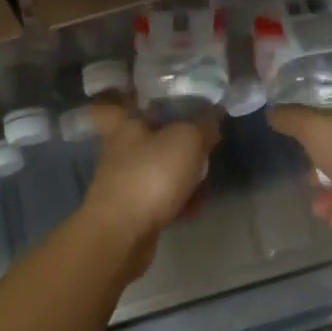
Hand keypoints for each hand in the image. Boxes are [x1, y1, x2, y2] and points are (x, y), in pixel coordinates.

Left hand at [79, 99, 221, 271]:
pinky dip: (177, 200)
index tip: (156, 98)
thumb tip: (212, 119)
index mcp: (125, 123)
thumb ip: (203, 125)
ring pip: (157, 168)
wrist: (122, 234)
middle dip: (175, 141)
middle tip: (202, 144)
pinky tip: (194, 208)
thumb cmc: (151, 175)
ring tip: (203, 181)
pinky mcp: (130, 209)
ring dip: (181, 174)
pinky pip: (159, 197)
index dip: (134, 96)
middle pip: (149, 136)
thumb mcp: (188, 140)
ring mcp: (123, 180)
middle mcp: (119, 149)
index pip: (119, 100)